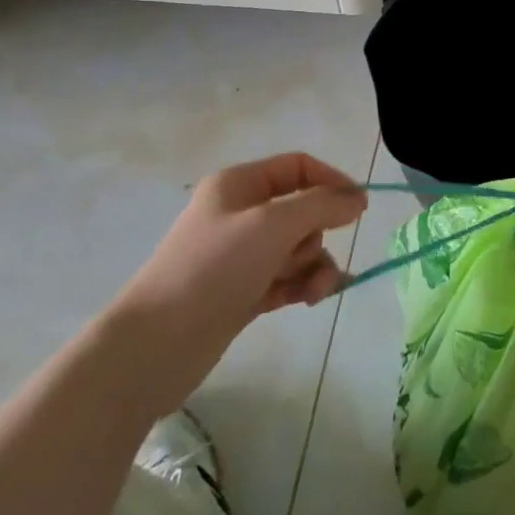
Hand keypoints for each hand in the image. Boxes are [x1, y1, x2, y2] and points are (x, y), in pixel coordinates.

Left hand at [106, 154, 365, 414]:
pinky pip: (288, 278)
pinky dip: (302, 286)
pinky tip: (310, 301)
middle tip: (305, 257)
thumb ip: (322, 205)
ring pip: (299, 248)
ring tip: (313, 291)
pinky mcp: (242, 292)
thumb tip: (357, 199)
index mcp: (239, 184)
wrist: (154, 347)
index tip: (360, 208)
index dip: (332, 181)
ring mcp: (240, 255)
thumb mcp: (274, 225)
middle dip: (317, 235)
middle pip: (303, 210)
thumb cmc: (214, 269)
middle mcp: (240, 214)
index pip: (298, 167)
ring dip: (314, 266)